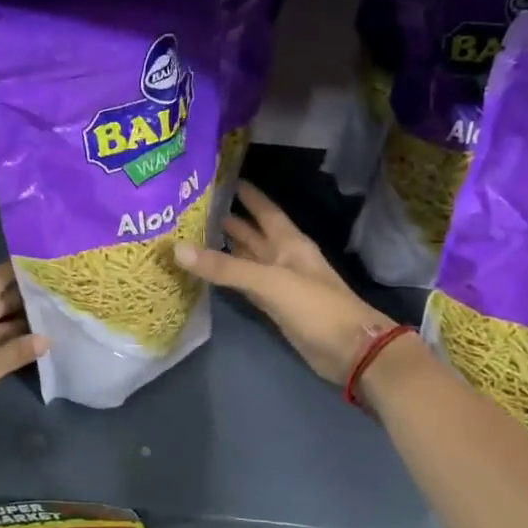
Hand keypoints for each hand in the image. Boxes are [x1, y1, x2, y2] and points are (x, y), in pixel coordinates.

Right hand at [174, 183, 394, 384]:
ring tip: (189, 236)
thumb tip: (177, 248)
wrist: (350, 350)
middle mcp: (282, 257)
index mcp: (289, 241)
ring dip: (223, 248)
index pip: (263, 209)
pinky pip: (245, 285)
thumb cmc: (315, 306)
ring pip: (246, 259)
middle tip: (190, 208)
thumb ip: (225, 267)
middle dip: (226, 220)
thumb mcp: (269, 281)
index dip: (246, 193)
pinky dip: (228, 278)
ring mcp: (278, 283)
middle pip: (251, 233)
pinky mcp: (273, 306)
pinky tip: (208, 272)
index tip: (219, 177)